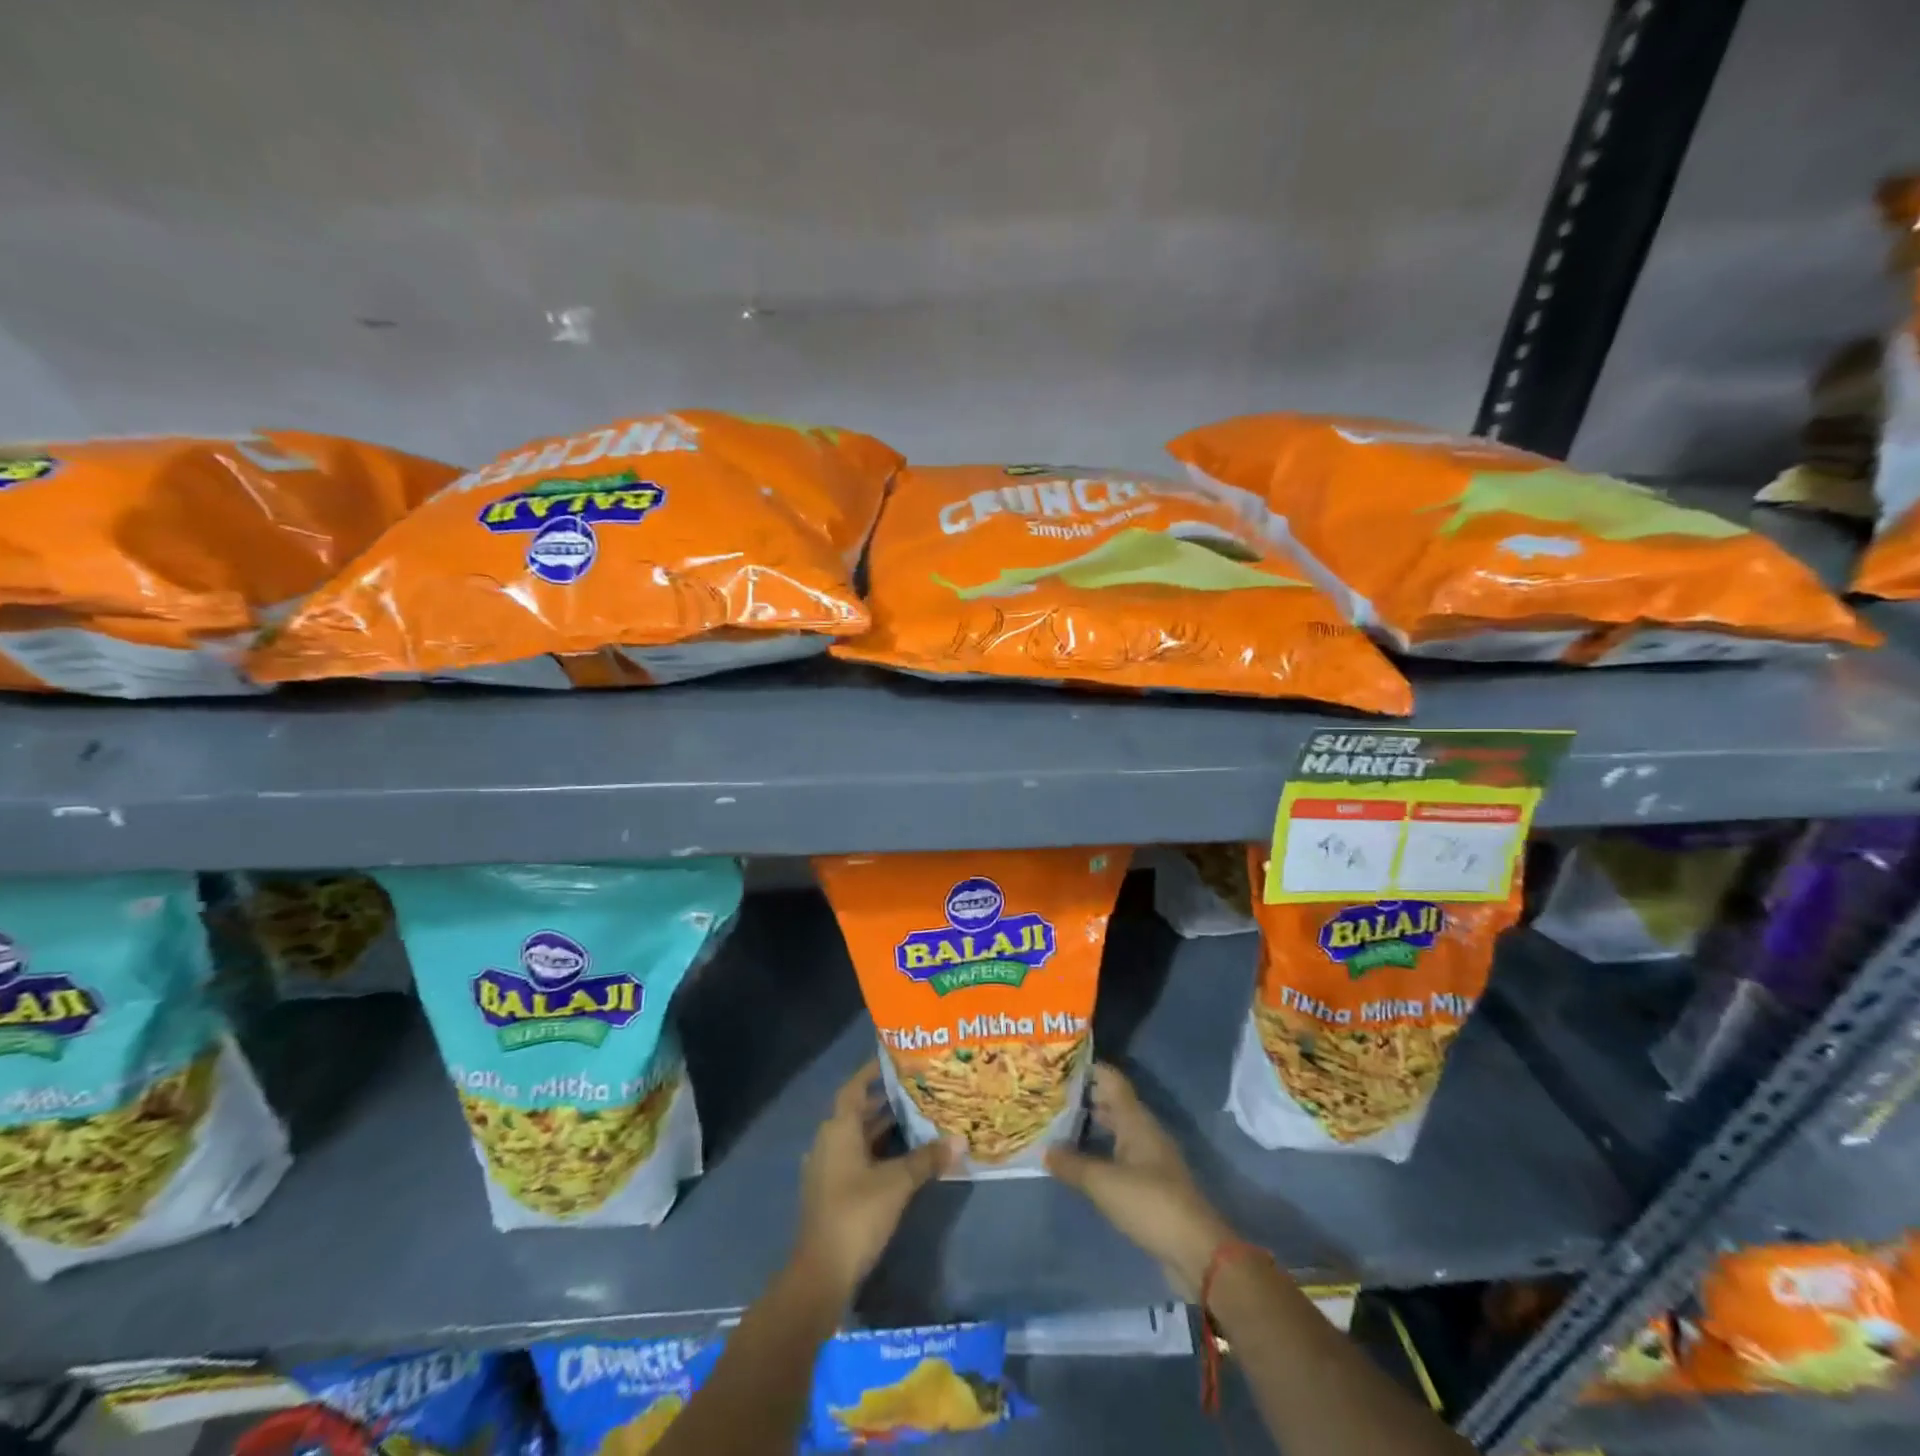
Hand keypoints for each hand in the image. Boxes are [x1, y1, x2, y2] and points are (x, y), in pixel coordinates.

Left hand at [793, 1060, 958, 1300]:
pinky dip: (877, 1152)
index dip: (873, 1072)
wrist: (821, 1274)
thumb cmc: (856, 1214)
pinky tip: (903, 1158)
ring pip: (858, 1137)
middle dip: (885, 1101)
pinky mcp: (831, 1192)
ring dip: (883, 1129)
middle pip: (857, 1111)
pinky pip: (856, 1158)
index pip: (855, 1087)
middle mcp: (829, 1141)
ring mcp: (827, 1169)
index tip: (896, 1060)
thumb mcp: (897, 1183)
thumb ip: (927, 1159)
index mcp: (838, 1129)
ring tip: (917, 1120)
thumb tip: (960, 1140)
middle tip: (918, 1090)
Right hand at [1046, 1062, 1233, 1298]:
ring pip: (1115, 1130)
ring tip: (1057, 1125)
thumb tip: (1045, 1149)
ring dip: (1090, 1126)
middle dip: (1084, 1098)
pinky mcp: (1150, 1185)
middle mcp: (1144, 1132)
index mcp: (1136, 1120)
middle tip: (1049, 1096)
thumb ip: (1072, 1164)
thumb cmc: (1150, 1204)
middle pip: (1112, 1103)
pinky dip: (1099, 1152)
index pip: (1111, 1080)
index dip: (1087, 1068)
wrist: (1196, 1251)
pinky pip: (1119, 1156)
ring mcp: (1149, 1158)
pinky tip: (1079, 1162)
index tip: (1058, 1065)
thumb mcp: (1103, 1183)